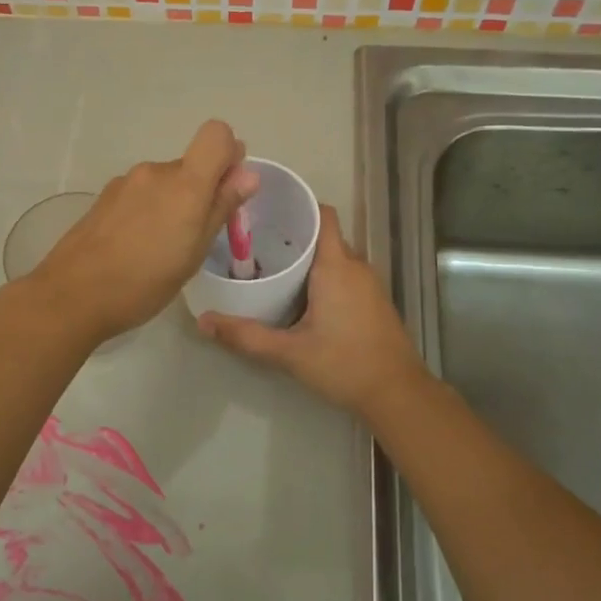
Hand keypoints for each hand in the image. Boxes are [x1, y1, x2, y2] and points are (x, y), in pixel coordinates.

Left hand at [32, 120, 257, 343]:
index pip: (216, 134)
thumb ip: (221, 207)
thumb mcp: (194, 252)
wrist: (72, 295)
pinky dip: (149, 212)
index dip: (229, 153)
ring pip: (165, 182)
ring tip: (163, 249)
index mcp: (183, 183)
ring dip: (173, 204)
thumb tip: (249, 174)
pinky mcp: (105, 198)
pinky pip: (141, 194)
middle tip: (196, 237)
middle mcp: (154, 171)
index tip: (228, 189)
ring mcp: (125, 182)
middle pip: (191, 164)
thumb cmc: (144, 281)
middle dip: (201, 191)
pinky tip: (136, 247)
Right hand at [197, 204, 429, 417]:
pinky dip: (322, 276)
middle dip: (293, 235)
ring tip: (271, 267)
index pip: (322, 215)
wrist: (397, 394)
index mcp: (336, 266)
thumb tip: (203, 322)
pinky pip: (344, 274)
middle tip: (255, 244)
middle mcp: (356, 266)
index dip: (298, 206)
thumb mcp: (289, 353)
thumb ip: (246, 336)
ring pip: (334, 257)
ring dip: (308, 258)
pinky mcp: (373, 301)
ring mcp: (369, 284)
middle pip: (324, 236)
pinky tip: (299, 296)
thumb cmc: (344, 364)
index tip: (267, 211)